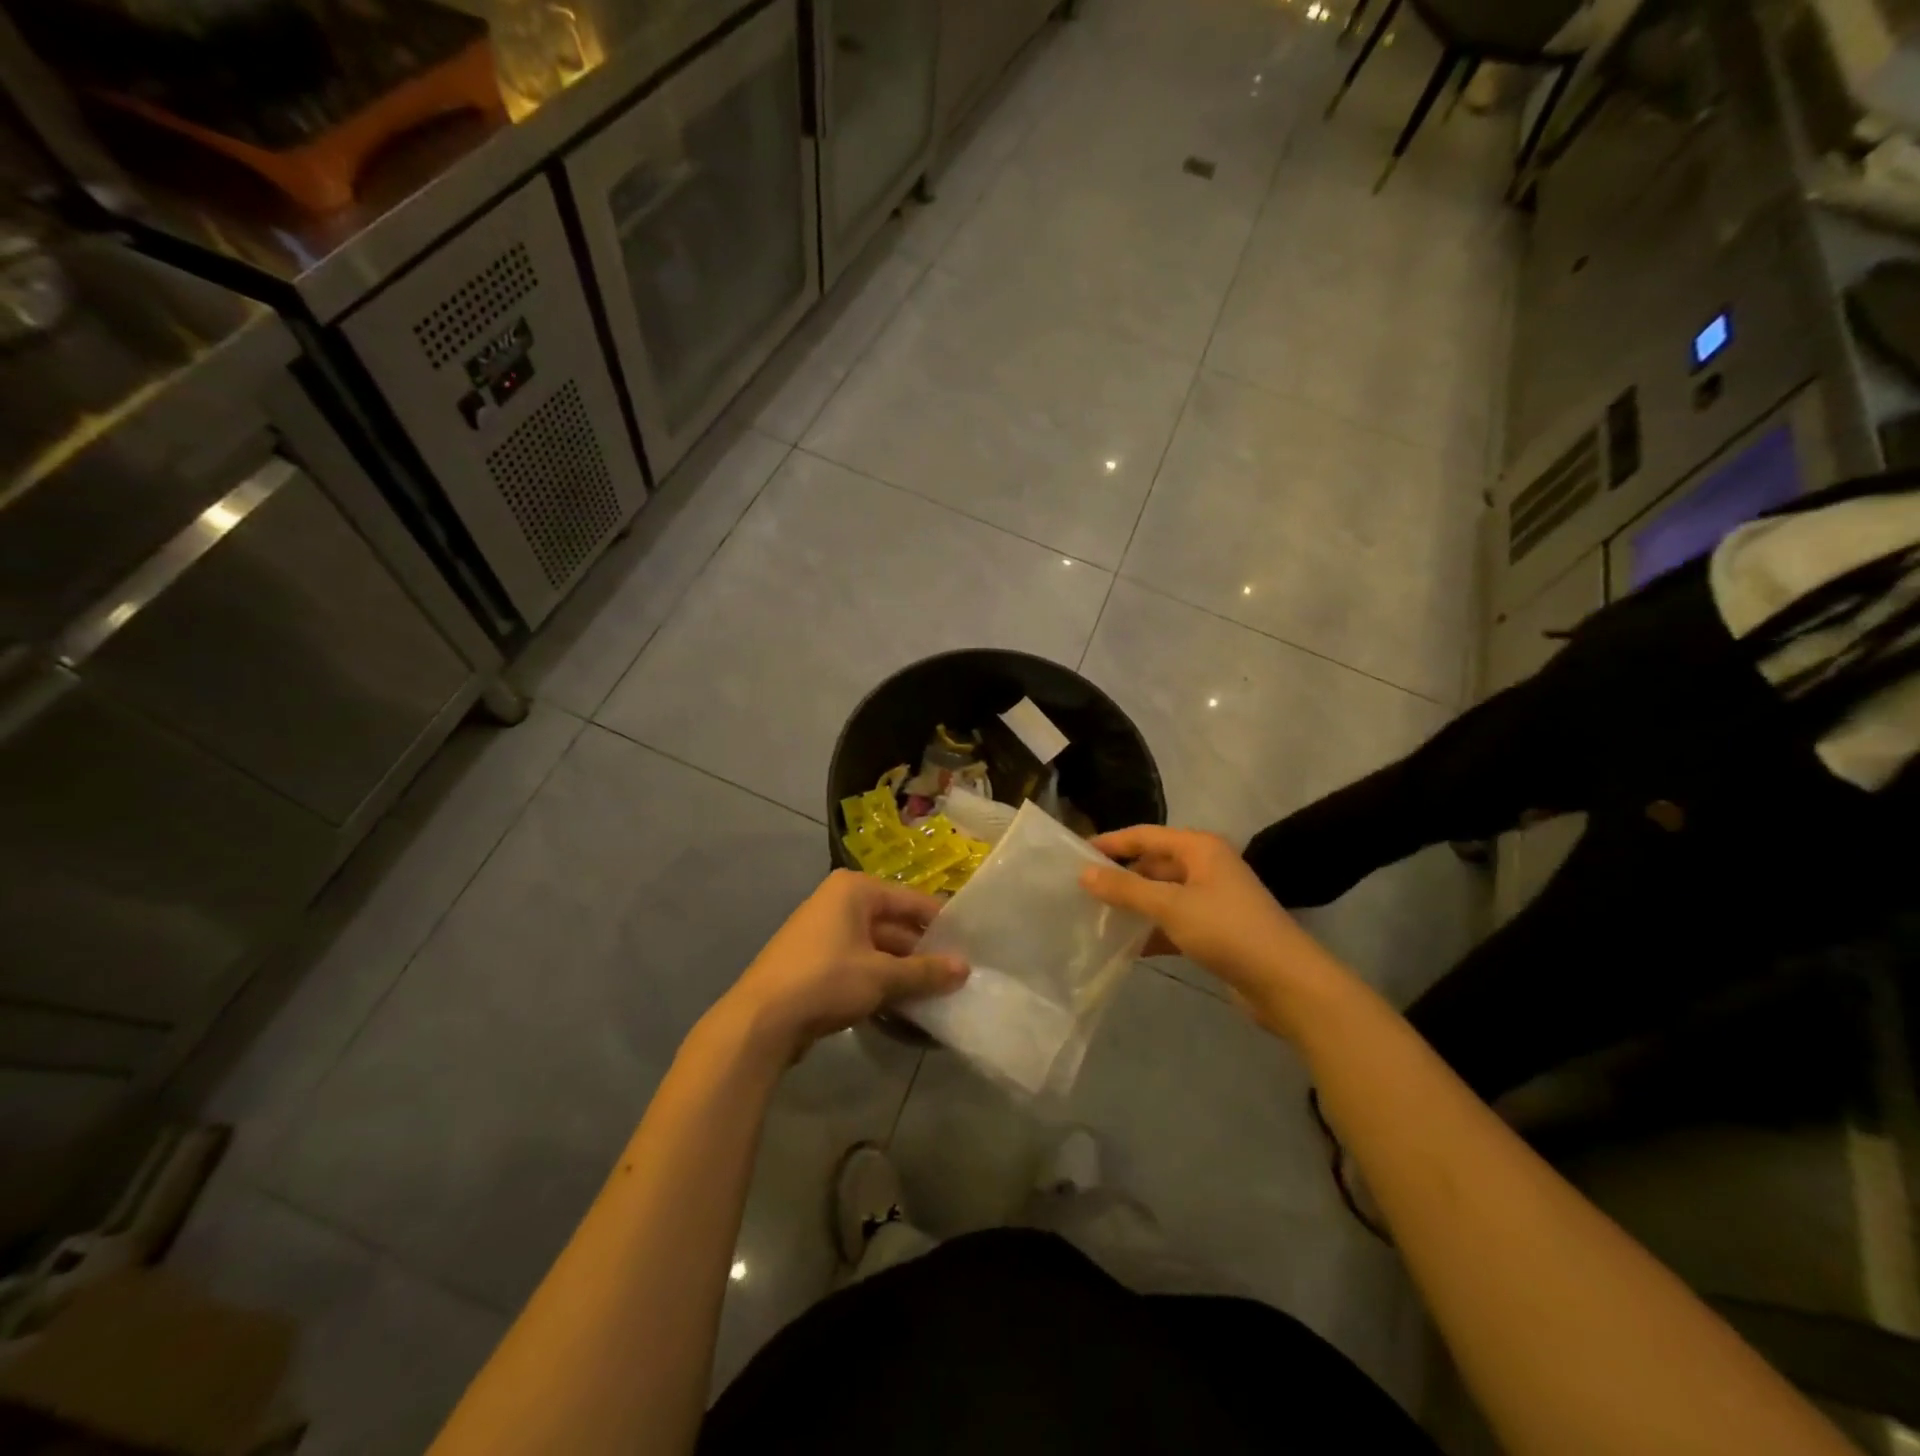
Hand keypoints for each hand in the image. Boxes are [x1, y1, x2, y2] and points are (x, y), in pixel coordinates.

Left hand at [718, 870, 968, 1061]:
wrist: (760, 1020)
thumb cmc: (826, 981)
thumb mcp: (882, 976)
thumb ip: (925, 972)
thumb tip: (965, 968)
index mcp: (855, 890)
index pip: (912, 901)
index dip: (941, 924)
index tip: (970, 946)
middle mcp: (839, 902)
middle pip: (894, 924)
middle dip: (922, 952)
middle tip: (957, 975)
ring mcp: (824, 932)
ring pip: (877, 948)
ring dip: (903, 971)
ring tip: (937, 994)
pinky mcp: (815, 962)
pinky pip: (859, 965)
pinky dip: (880, 981)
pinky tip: (904, 1005)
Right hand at [1079, 826, 1346, 1036]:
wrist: (1286, 982)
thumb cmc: (1227, 930)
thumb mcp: (1170, 905)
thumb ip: (1125, 889)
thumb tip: (1084, 873)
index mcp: (1199, 848)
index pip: (1145, 835)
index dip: (1111, 843)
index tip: (1076, 854)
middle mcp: (1206, 866)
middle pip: (1153, 864)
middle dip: (1121, 877)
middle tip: (1082, 891)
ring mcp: (1212, 899)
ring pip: (1162, 895)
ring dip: (1134, 906)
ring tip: (1096, 918)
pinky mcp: (1215, 930)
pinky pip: (1173, 922)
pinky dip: (1151, 931)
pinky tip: (1126, 947)